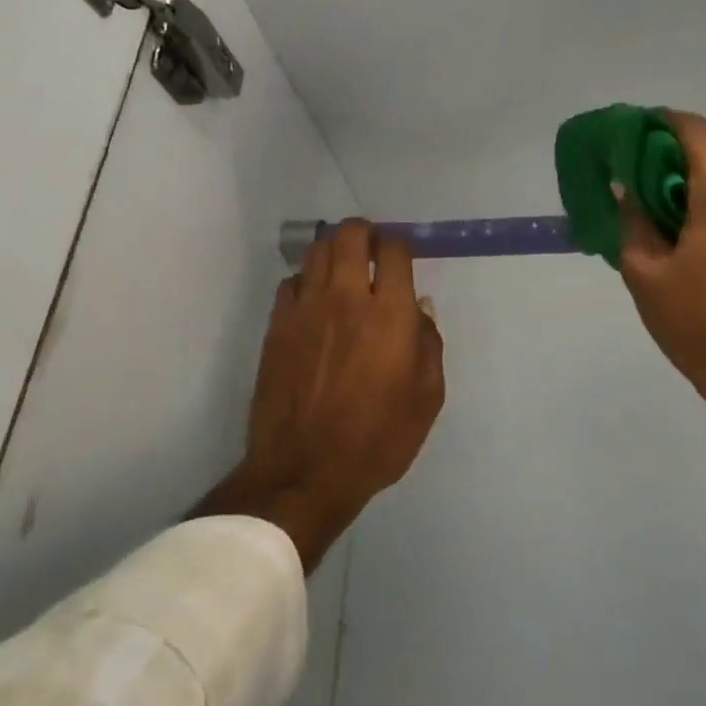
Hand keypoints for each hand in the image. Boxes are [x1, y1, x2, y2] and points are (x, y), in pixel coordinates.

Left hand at [196, 220, 444, 571]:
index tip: (402, 255)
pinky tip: (315, 304)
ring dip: (334, 252)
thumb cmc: (377, 440)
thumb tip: (420, 309)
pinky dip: (307, 282)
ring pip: (317, 251)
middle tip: (372, 251)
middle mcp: (346, 299)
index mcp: (389, 314)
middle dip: (365, 233)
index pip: (394, 250)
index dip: (400, 244)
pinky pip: (291, 283)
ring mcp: (305, 310)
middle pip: (350, 235)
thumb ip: (429, 346)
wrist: (305, 472)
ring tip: (343, 272)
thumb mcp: (427, 400)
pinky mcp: (276, 326)